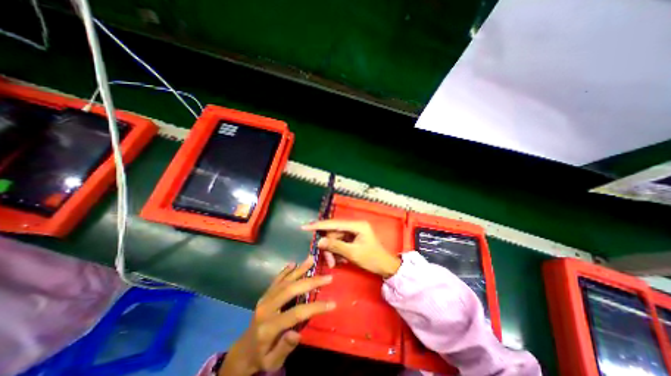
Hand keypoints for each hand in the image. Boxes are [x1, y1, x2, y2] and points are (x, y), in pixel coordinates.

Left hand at [219, 259, 335, 375]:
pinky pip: (276, 280)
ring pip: (284, 281)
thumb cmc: (262, 356)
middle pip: (291, 290)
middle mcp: (266, 308)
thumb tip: (297, 333)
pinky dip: (285, 271)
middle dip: (311, 282)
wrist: (244, 349)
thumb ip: (284, 348)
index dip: (314, 307)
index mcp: (269, 327)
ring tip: (311, 259)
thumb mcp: (272, 362)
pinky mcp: (265, 294)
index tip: (332, 303)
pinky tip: (293, 263)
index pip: (296, 313)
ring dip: (300, 269)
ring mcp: (265, 298)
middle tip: (327, 277)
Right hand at [302, 220, 399, 278]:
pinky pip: (340, 242)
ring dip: (333, 251)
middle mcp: (354, 225)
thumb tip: (319, 241)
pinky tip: (340, 260)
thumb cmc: (372, 259)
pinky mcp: (353, 238)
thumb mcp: (353, 253)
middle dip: (329, 246)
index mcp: (357, 225)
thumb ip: (335, 246)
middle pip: (334, 233)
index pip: (334, 223)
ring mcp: (354, 232)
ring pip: (336, 239)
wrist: (386, 267)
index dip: (319, 225)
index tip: (304, 227)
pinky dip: (338, 251)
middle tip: (329, 261)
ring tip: (335, 263)